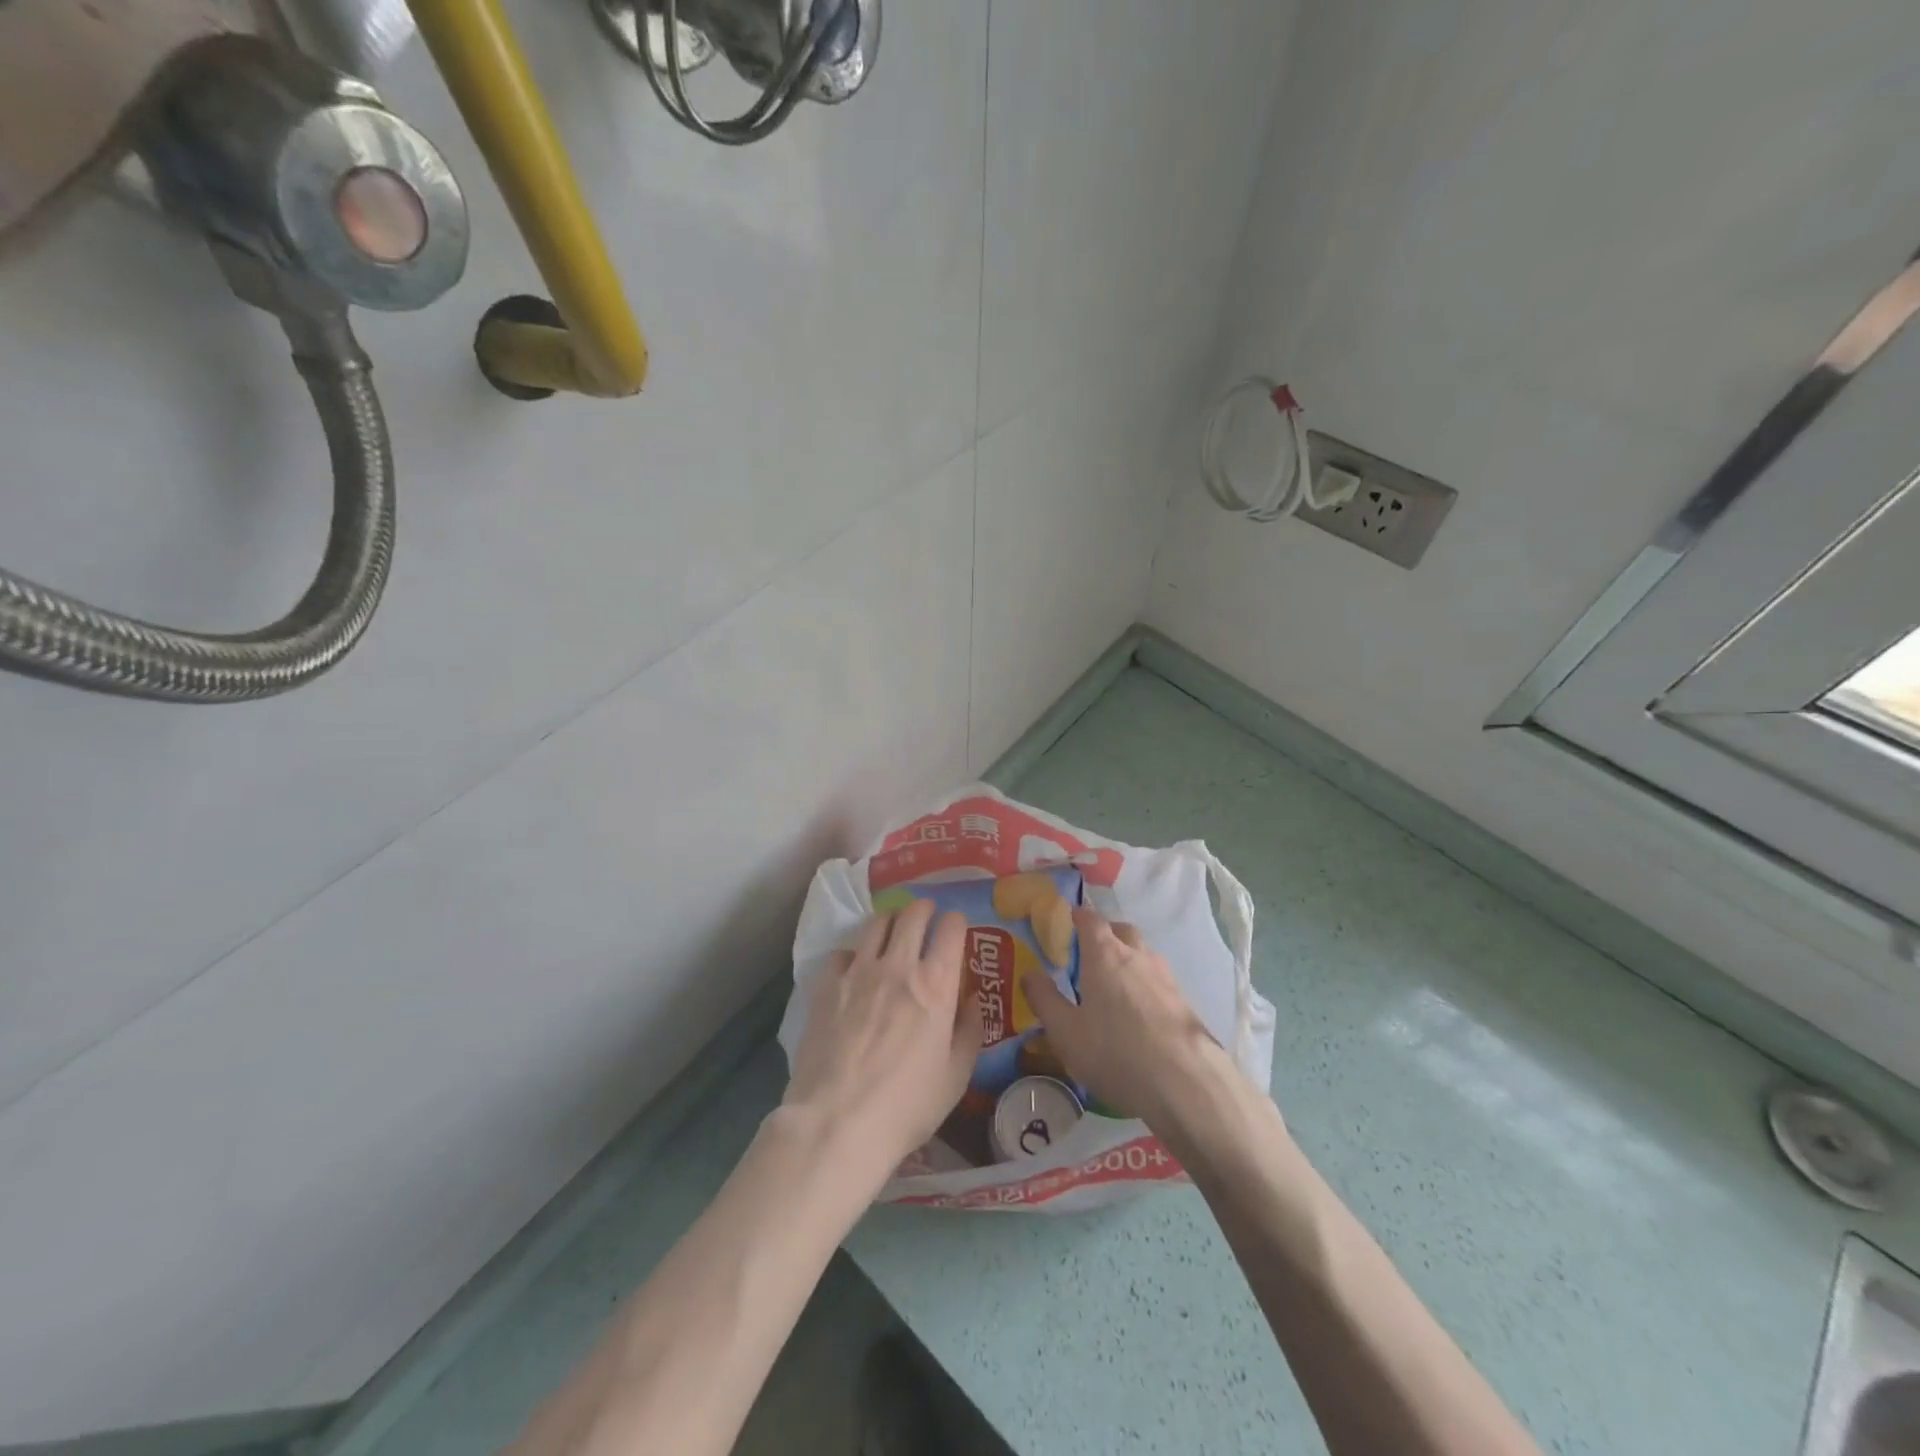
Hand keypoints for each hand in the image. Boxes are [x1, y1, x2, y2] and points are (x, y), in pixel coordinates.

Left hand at [783, 899, 981, 1186]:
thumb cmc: (907, 1105)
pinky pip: (843, 952)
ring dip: (891, 921)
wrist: (838, 1121)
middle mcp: (898, 965)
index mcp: (936, 984)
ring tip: (893, 931)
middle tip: (927, 915)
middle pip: (913, 914)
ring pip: (877, 924)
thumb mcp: (956, 1076)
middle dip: (924, 909)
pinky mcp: (827, 984)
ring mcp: (859, 971)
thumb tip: (970, 1000)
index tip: (956, 928)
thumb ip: (969, 1031)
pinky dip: (854, 954)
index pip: (951, 928)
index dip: (956, 922)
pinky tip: (855, 969)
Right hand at [1021, 907, 1230, 1127]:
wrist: (1184, 1082)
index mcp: (1104, 954)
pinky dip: (1144, 984)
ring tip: (1112, 985)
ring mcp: (1165, 976)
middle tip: (1088, 955)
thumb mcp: (1065, 1031)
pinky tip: (1138, 1012)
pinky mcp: (1183, 1000)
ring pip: (1142, 954)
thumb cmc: (1114, 1051)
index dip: (1077, 916)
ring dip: (1127, 959)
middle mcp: (1136, 955)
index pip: (1090, 919)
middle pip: (1120, 930)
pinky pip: (1157, 979)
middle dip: (1105, 934)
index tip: (1066, 921)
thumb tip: (1030, 973)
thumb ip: (1044, 999)